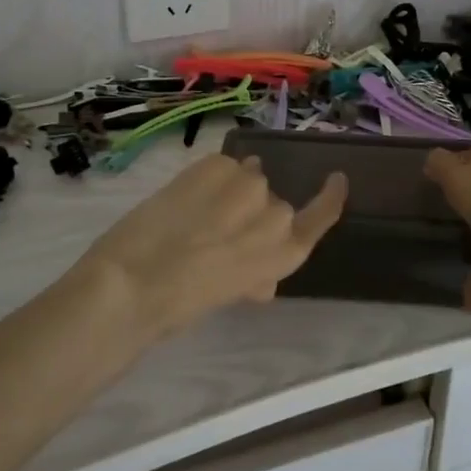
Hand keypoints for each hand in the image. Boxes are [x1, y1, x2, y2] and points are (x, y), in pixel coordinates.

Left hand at [71, 155, 347, 339]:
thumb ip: (252, 276)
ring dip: (230, 190)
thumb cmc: (182, 306)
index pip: (321, 216)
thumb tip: (260, 281)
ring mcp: (248, 184)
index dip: (329, 198)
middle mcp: (276, 216)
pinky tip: (185, 196)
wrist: (134, 280)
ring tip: (196, 210)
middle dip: (251, 212)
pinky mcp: (218, 164)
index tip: (335, 180)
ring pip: (247, 177)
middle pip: (272, 202)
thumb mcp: (228, 294)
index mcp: (284, 254)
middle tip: (217, 230)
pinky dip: (208, 178)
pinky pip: (222, 165)